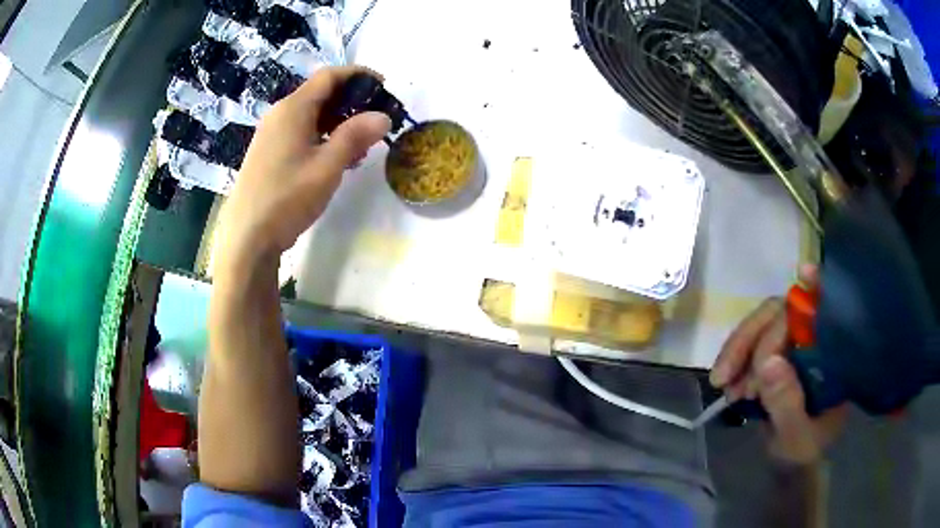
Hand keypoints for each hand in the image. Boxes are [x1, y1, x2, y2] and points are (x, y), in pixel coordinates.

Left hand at [215, 66, 391, 270]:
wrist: (247, 237)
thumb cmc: (286, 198)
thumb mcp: (327, 167)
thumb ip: (355, 136)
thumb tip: (383, 116)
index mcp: (292, 109)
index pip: (329, 76)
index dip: (358, 75)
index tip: (383, 86)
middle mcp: (279, 114)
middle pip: (320, 94)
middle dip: (351, 102)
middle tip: (376, 120)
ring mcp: (271, 134)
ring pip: (311, 115)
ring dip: (338, 122)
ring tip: (361, 145)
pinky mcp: (268, 153)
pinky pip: (300, 132)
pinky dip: (322, 136)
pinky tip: (335, 158)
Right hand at [710, 265, 846, 464]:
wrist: (789, 465)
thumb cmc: (802, 453)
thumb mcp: (795, 438)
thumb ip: (787, 405)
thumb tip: (768, 361)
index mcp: (832, 359)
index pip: (827, 312)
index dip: (816, 288)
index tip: (802, 275)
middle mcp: (814, 344)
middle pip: (784, 315)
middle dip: (752, 339)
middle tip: (726, 376)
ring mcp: (793, 348)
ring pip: (764, 326)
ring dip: (738, 350)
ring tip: (723, 384)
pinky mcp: (775, 356)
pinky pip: (752, 343)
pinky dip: (735, 358)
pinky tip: (727, 382)